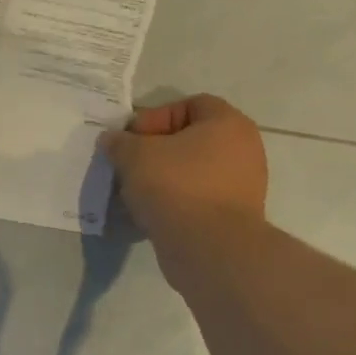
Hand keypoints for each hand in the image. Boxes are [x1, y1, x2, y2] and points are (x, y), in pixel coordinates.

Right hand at [101, 94, 267, 257]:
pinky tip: (150, 213)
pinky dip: (175, 202)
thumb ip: (120, 142)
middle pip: (190, 140)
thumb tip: (112, 140)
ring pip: (192, 172)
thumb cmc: (176, 186)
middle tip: (129, 165)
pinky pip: (198, 199)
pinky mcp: (233, 217)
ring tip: (135, 192)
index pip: (190, 105)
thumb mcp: (135, 155)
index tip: (133, 139)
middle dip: (155, 151)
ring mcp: (242, 186)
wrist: (209, 249)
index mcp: (228, 124)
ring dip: (162, 178)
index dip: (156, 117)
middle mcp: (243, 150)